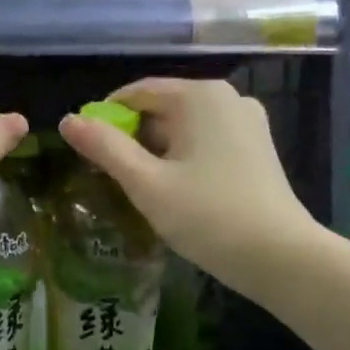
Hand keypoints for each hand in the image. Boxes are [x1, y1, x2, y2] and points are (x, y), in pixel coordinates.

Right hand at [58, 78, 314, 293]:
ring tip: (138, 187)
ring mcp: (247, 123)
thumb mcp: (147, 183)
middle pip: (162, 108)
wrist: (281, 257)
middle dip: (131, 137)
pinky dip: (183, 158)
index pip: (137, 92)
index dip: (105, 116)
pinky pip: (206, 142)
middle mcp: (226, 98)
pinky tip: (174, 190)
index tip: (85, 150)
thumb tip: (67, 121)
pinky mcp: (257, 148)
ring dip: (156, 151)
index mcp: (199, 95)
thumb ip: (105, 148)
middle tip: (108, 175)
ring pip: (184, 128)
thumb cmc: (208, 216)